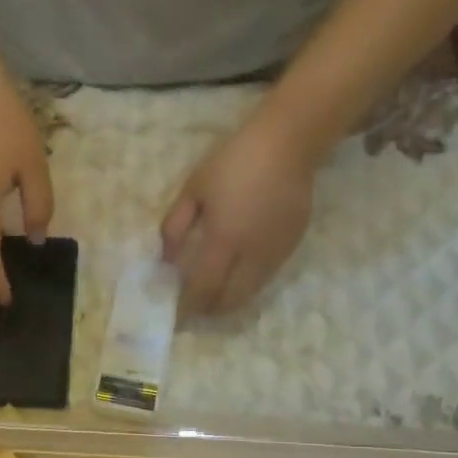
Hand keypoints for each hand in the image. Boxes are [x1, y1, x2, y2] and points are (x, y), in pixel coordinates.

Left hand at [160, 118, 315, 314]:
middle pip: (230, 299)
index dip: (189, 305)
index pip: (204, 287)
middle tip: (195, 308)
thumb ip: (174, 226)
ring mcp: (276, 252)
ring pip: (251, 292)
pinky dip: (248, 285)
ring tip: (214, 298)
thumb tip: (166, 260)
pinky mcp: (292, 246)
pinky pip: (267, 277)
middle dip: (210, 309)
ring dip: (230, 301)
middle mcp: (252, 254)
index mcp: (225, 239)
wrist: (288, 144)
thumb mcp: (193, 189)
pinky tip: (237, 277)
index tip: (176, 312)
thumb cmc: (233, 162)